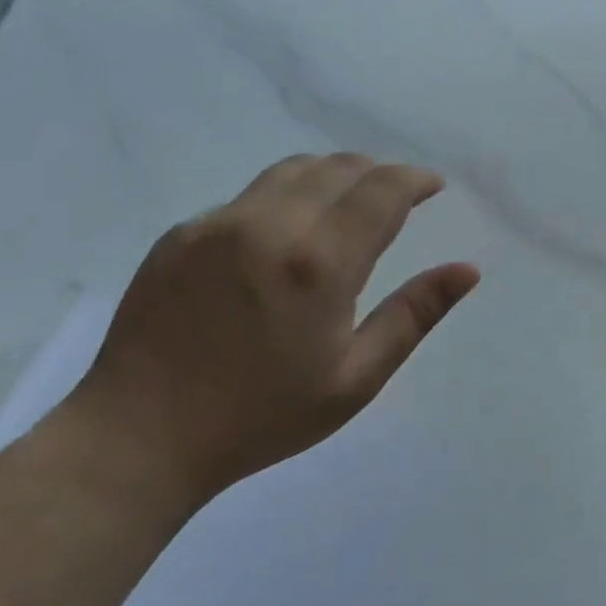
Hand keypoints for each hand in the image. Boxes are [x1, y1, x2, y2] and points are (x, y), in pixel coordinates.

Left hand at [69, 154, 478, 505]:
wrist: (139, 437)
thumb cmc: (260, 416)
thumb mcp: (355, 379)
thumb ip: (413, 315)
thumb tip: (467, 270)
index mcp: (318, 263)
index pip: (381, 192)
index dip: (414, 180)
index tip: (432, 186)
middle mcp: (269, 225)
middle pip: (339, 168)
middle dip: (378, 171)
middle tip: (398, 194)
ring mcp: (218, 223)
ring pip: (293, 171)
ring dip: (333, 174)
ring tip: (349, 200)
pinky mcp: (182, 232)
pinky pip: (250, 195)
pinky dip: (286, 197)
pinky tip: (286, 234)